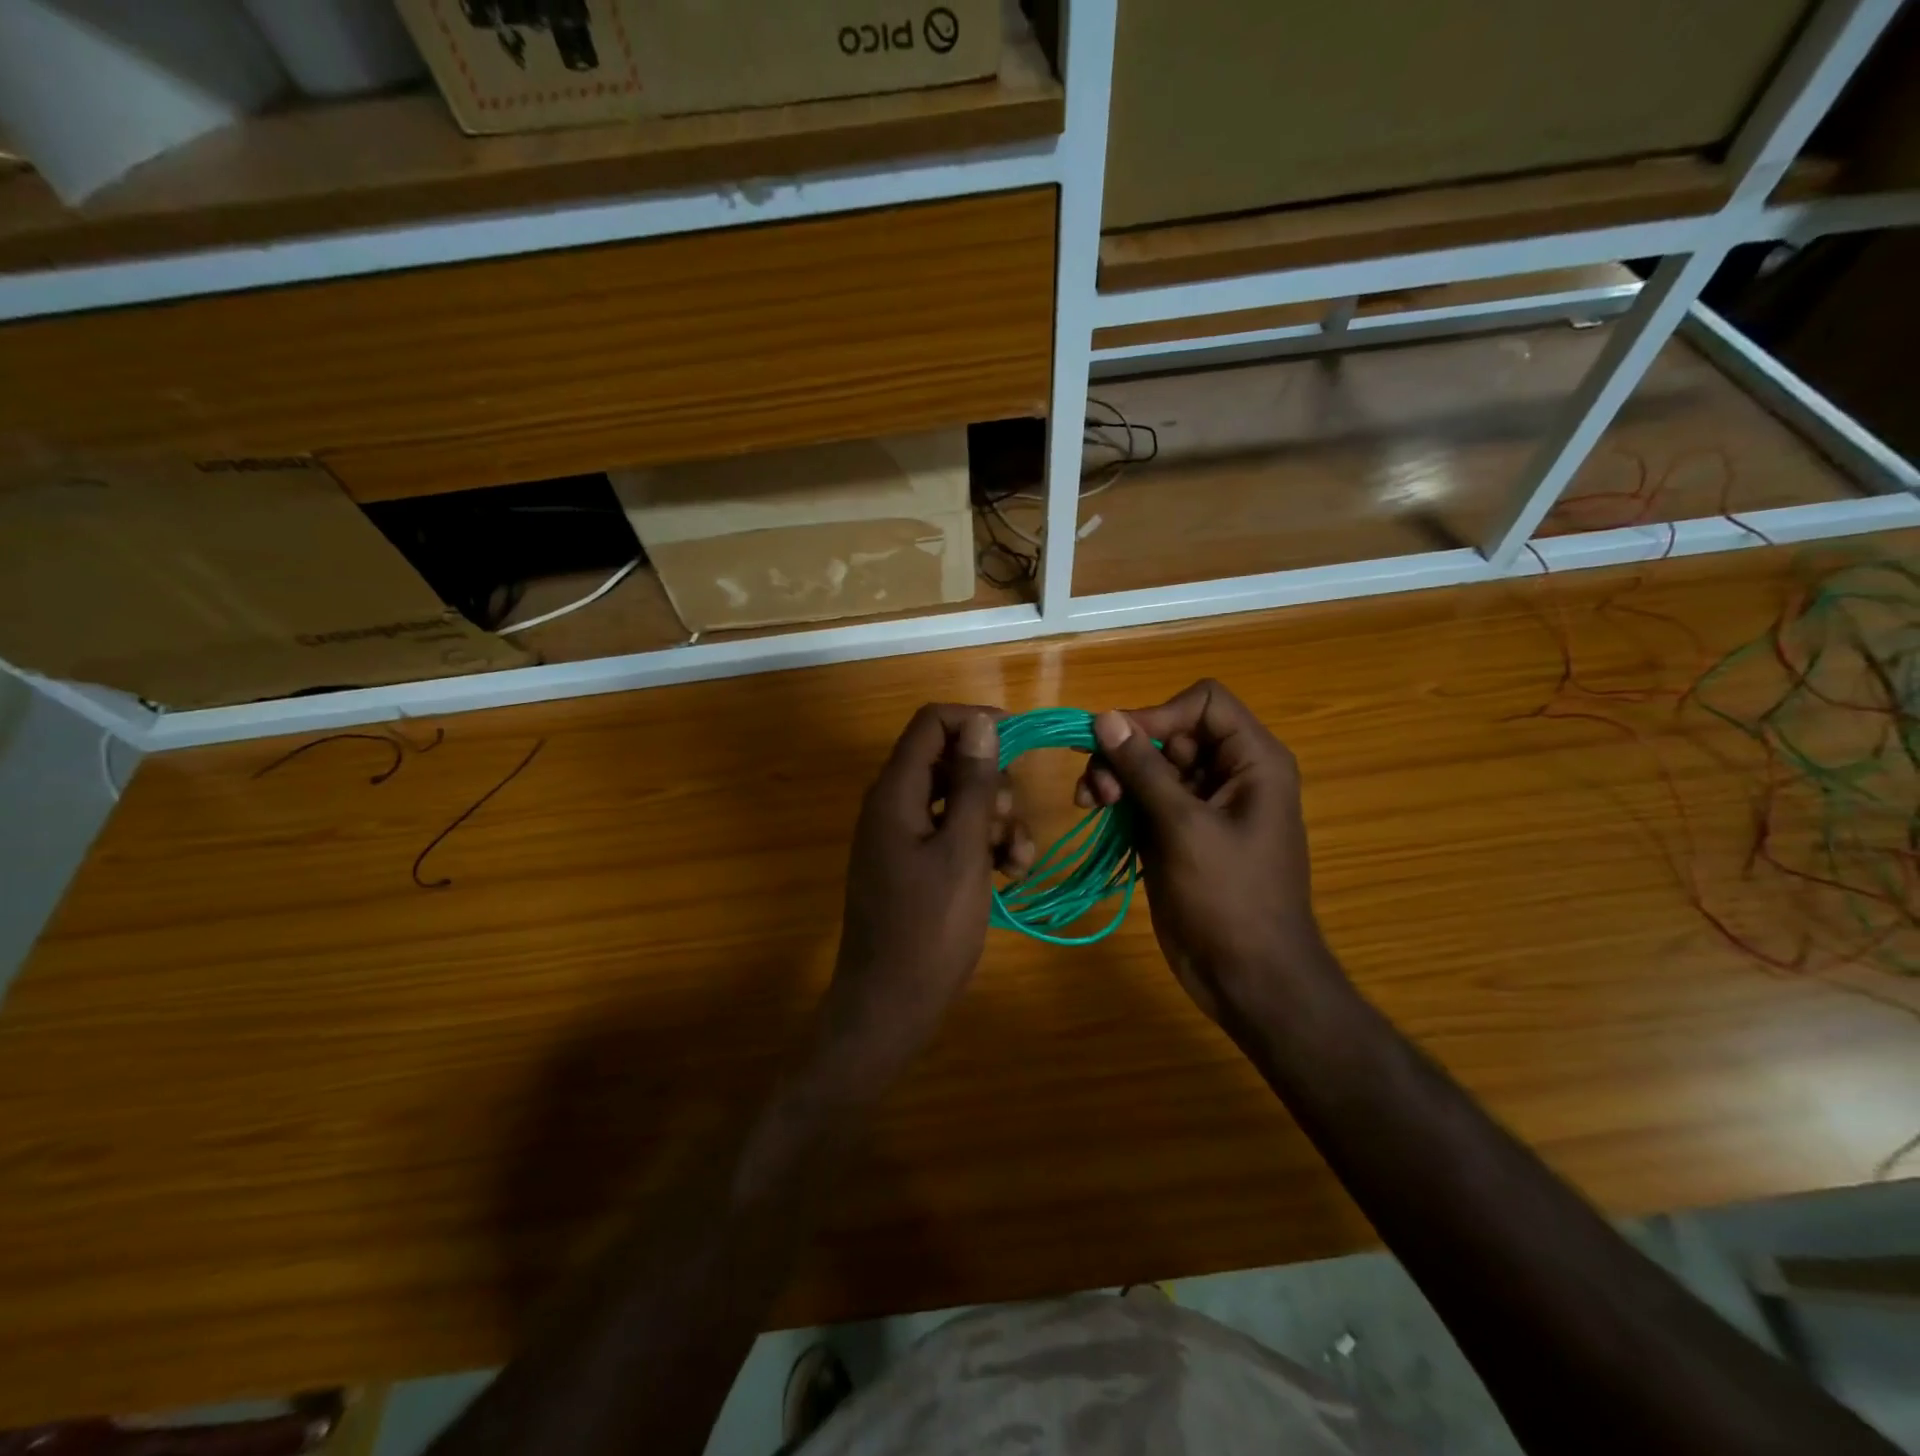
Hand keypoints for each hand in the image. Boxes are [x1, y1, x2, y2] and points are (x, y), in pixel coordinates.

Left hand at [812, 704, 1031, 1100]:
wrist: (891, 1004)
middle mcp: (893, 805)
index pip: (931, 724)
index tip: (1020, 741)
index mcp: (895, 793)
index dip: (975, 722)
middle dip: (991, 784)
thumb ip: (972, 784)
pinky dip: (982, 844)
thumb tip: (981, 724)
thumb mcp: (962, 850)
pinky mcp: (912, 865)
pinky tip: (1010, 873)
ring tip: (1018, 860)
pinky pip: (951, 834)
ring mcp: (901, 837)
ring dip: (994, 820)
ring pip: (956, 801)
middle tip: (1010, 822)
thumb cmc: (930, 927)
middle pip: (948, 762)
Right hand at [1075, 680, 1331, 1023]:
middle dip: (1129, 751)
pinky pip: (1143, 798)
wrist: (1247, 977)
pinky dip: (1118, 800)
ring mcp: (1201, 804)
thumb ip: (1144, 768)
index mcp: (1252, 761)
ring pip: (1150, 765)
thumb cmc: (1229, 899)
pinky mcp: (1178, 832)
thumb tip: (1105, 717)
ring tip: (1090, 803)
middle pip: (1171, 733)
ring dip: (1115, 775)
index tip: (1122, 745)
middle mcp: (1229, 773)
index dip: (1160, 715)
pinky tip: (1094, 813)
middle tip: (1096, 787)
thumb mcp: (1184, 827)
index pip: (1204, 703)